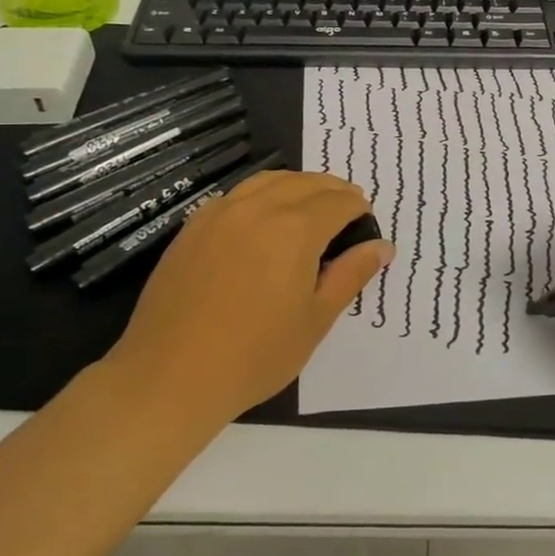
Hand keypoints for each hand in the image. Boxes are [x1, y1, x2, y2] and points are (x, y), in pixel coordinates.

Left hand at [104, 169, 392, 432]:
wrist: (172, 375)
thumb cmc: (255, 354)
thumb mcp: (315, 319)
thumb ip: (351, 275)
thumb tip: (382, 247)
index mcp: (295, 230)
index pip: (338, 202)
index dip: (358, 208)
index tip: (366, 223)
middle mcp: (257, 209)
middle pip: (305, 182)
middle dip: (333, 190)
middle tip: (346, 210)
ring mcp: (219, 214)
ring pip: (268, 180)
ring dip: (297, 186)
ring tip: (310, 206)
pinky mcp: (193, 228)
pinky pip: (236, 195)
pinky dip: (261, 195)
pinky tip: (263, 219)